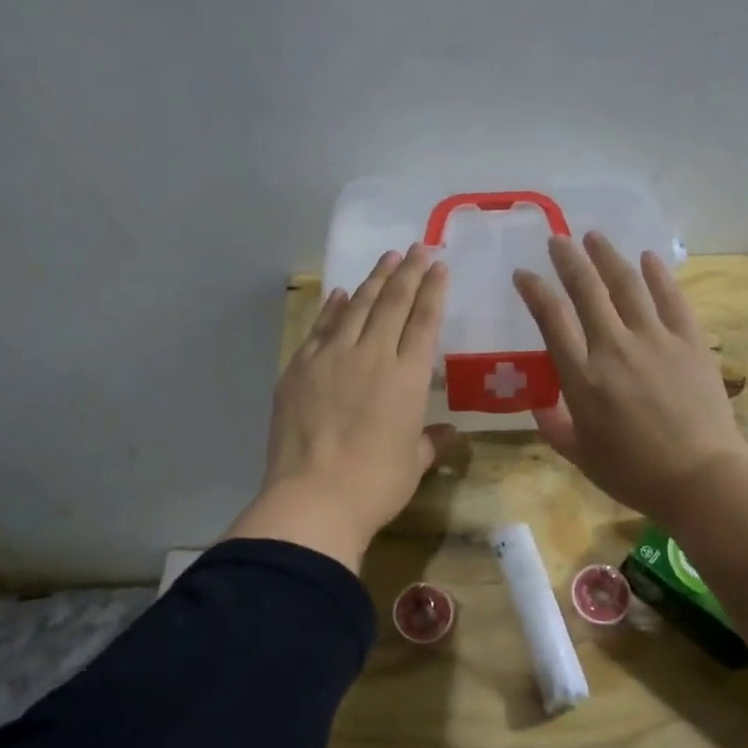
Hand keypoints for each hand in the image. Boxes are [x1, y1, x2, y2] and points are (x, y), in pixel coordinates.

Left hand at [225, 245, 450, 570]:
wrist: (313, 498)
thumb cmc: (374, 486)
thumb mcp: (413, 464)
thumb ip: (430, 441)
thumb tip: (447, 433)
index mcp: (408, 378)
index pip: (424, 321)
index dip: (433, 290)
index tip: (439, 266)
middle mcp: (373, 356)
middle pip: (392, 303)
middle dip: (408, 272)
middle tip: (418, 249)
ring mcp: (332, 357)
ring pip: (356, 306)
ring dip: (373, 280)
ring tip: (387, 259)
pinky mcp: (300, 367)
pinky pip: (321, 327)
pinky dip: (333, 308)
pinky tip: (340, 293)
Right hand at [514, 233, 747, 525]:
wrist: (701, 480)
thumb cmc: (634, 474)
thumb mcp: (580, 456)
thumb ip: (554, 426)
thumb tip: (538, 404)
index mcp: (582, 377)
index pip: (552, 318)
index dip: (535, 290)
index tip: (524, 275)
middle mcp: (614, 348)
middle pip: (586, 290)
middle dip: (568, 260)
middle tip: (557, 240)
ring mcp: (655, 340)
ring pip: (627, 284)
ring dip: (607, 256)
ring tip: (594, 237)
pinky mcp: (690, 342)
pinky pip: (671, 298)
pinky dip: (658, 275)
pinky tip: (647, 258)